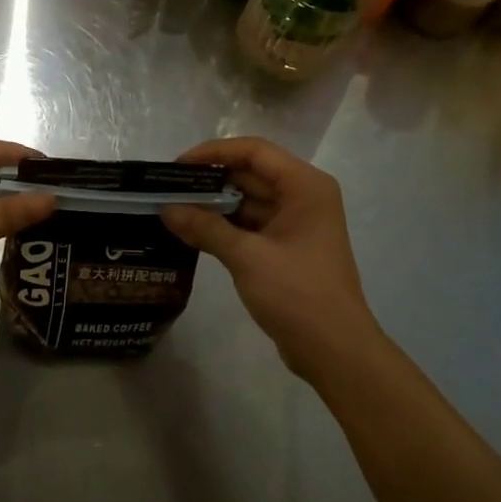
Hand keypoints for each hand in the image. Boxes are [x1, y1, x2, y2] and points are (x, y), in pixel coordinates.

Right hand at [162, 137, 384, 381]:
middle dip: (209, 180)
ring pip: (248, 200)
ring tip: (172, 208)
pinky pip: (250, 224)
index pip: (255, 151)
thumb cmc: (297, 294)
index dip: (214, 152)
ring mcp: (295, 223)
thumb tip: (166, 209)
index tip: (177, 166)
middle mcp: (303, 197)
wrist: (334, 350)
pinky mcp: (285, 247)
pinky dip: (223, 226)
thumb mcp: (247, 257)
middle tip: (166, 189)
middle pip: (250, 174)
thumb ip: (205, 228)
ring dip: (213, 205)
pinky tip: (191, 232)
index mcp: (304, 187)